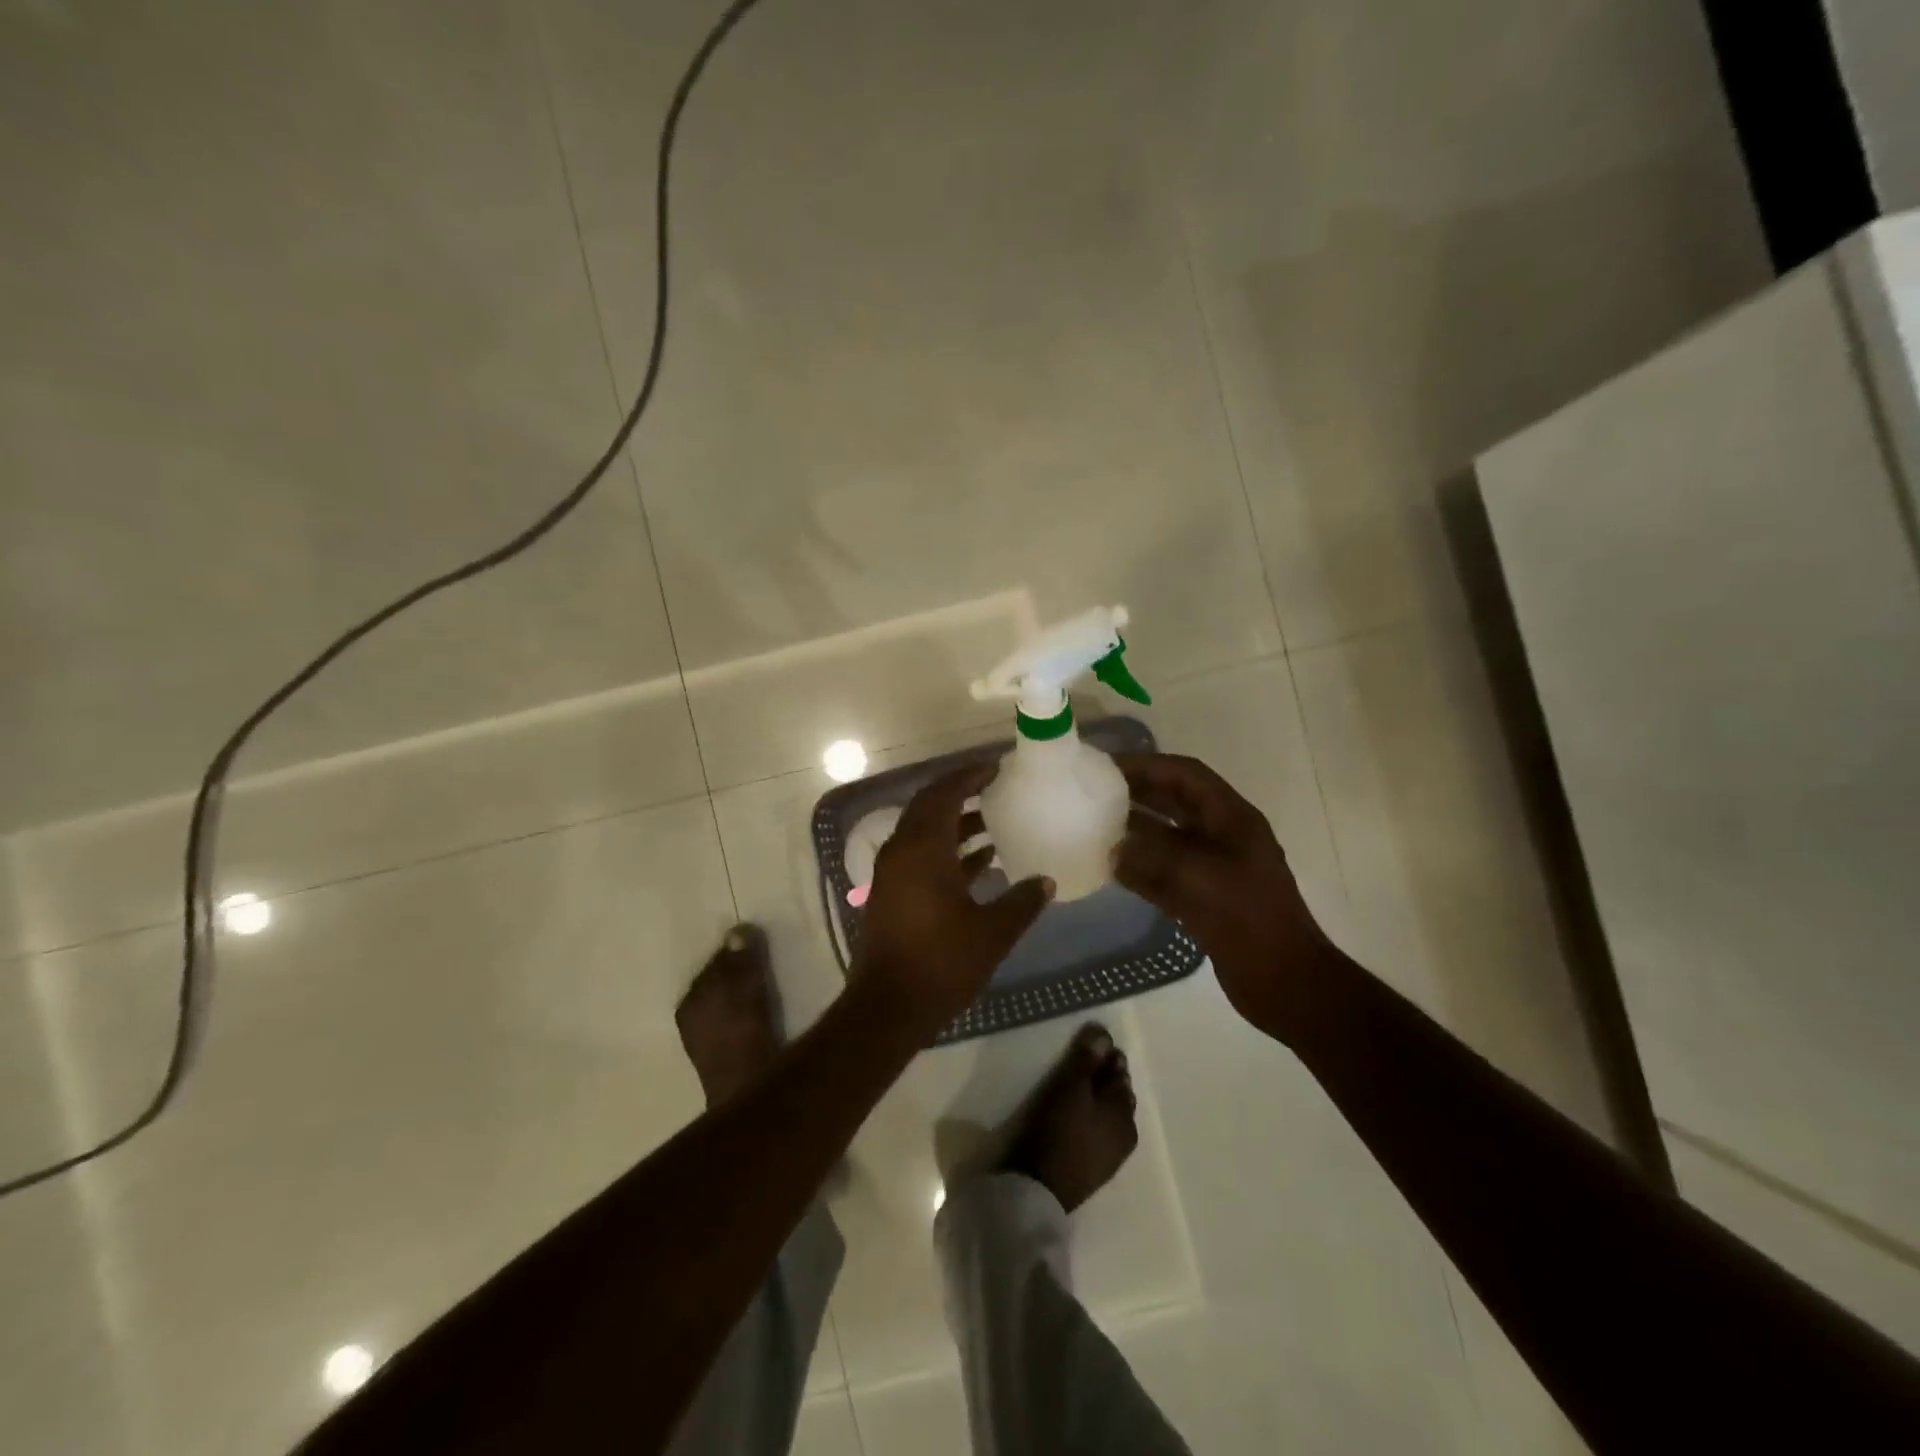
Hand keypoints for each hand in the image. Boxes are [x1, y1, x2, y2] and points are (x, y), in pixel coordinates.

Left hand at [856, 761, 1054, 1038]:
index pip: (944, 794)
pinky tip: (979, 861)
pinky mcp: (891, 893)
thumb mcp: (992, 932)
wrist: (889, 1006)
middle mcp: (902, 851)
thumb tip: (1047, 881)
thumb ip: (1022, 902)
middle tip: (994, 788)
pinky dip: (945, 850)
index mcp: (923, 849)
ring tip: (993, 822)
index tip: (994, 768)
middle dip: (960, 794)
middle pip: (929, 807)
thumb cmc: (942, 963)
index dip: (968, 777)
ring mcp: (892, 873)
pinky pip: (919, 855)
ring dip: (954, 823)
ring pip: (924, 832)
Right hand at [1112, 752, 1336, 1037]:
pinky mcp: (1204, 898)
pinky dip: (1139, 867)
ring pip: (1167, 837)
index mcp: (1232, 819)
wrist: (1284, 981)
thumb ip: (1152, 855)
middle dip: (1137, 793)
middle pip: (1175, 802)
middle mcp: (1222, 836)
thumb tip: (1113, 847)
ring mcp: (1213, 868)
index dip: (1149, 765)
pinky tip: (1109, 868)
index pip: (1186, 775)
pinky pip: (1164, 872)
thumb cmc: (1248, 917)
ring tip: (1094, 825)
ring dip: (1135, 830)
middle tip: (1094, 792)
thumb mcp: (1198, 876)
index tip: (1109, 766)